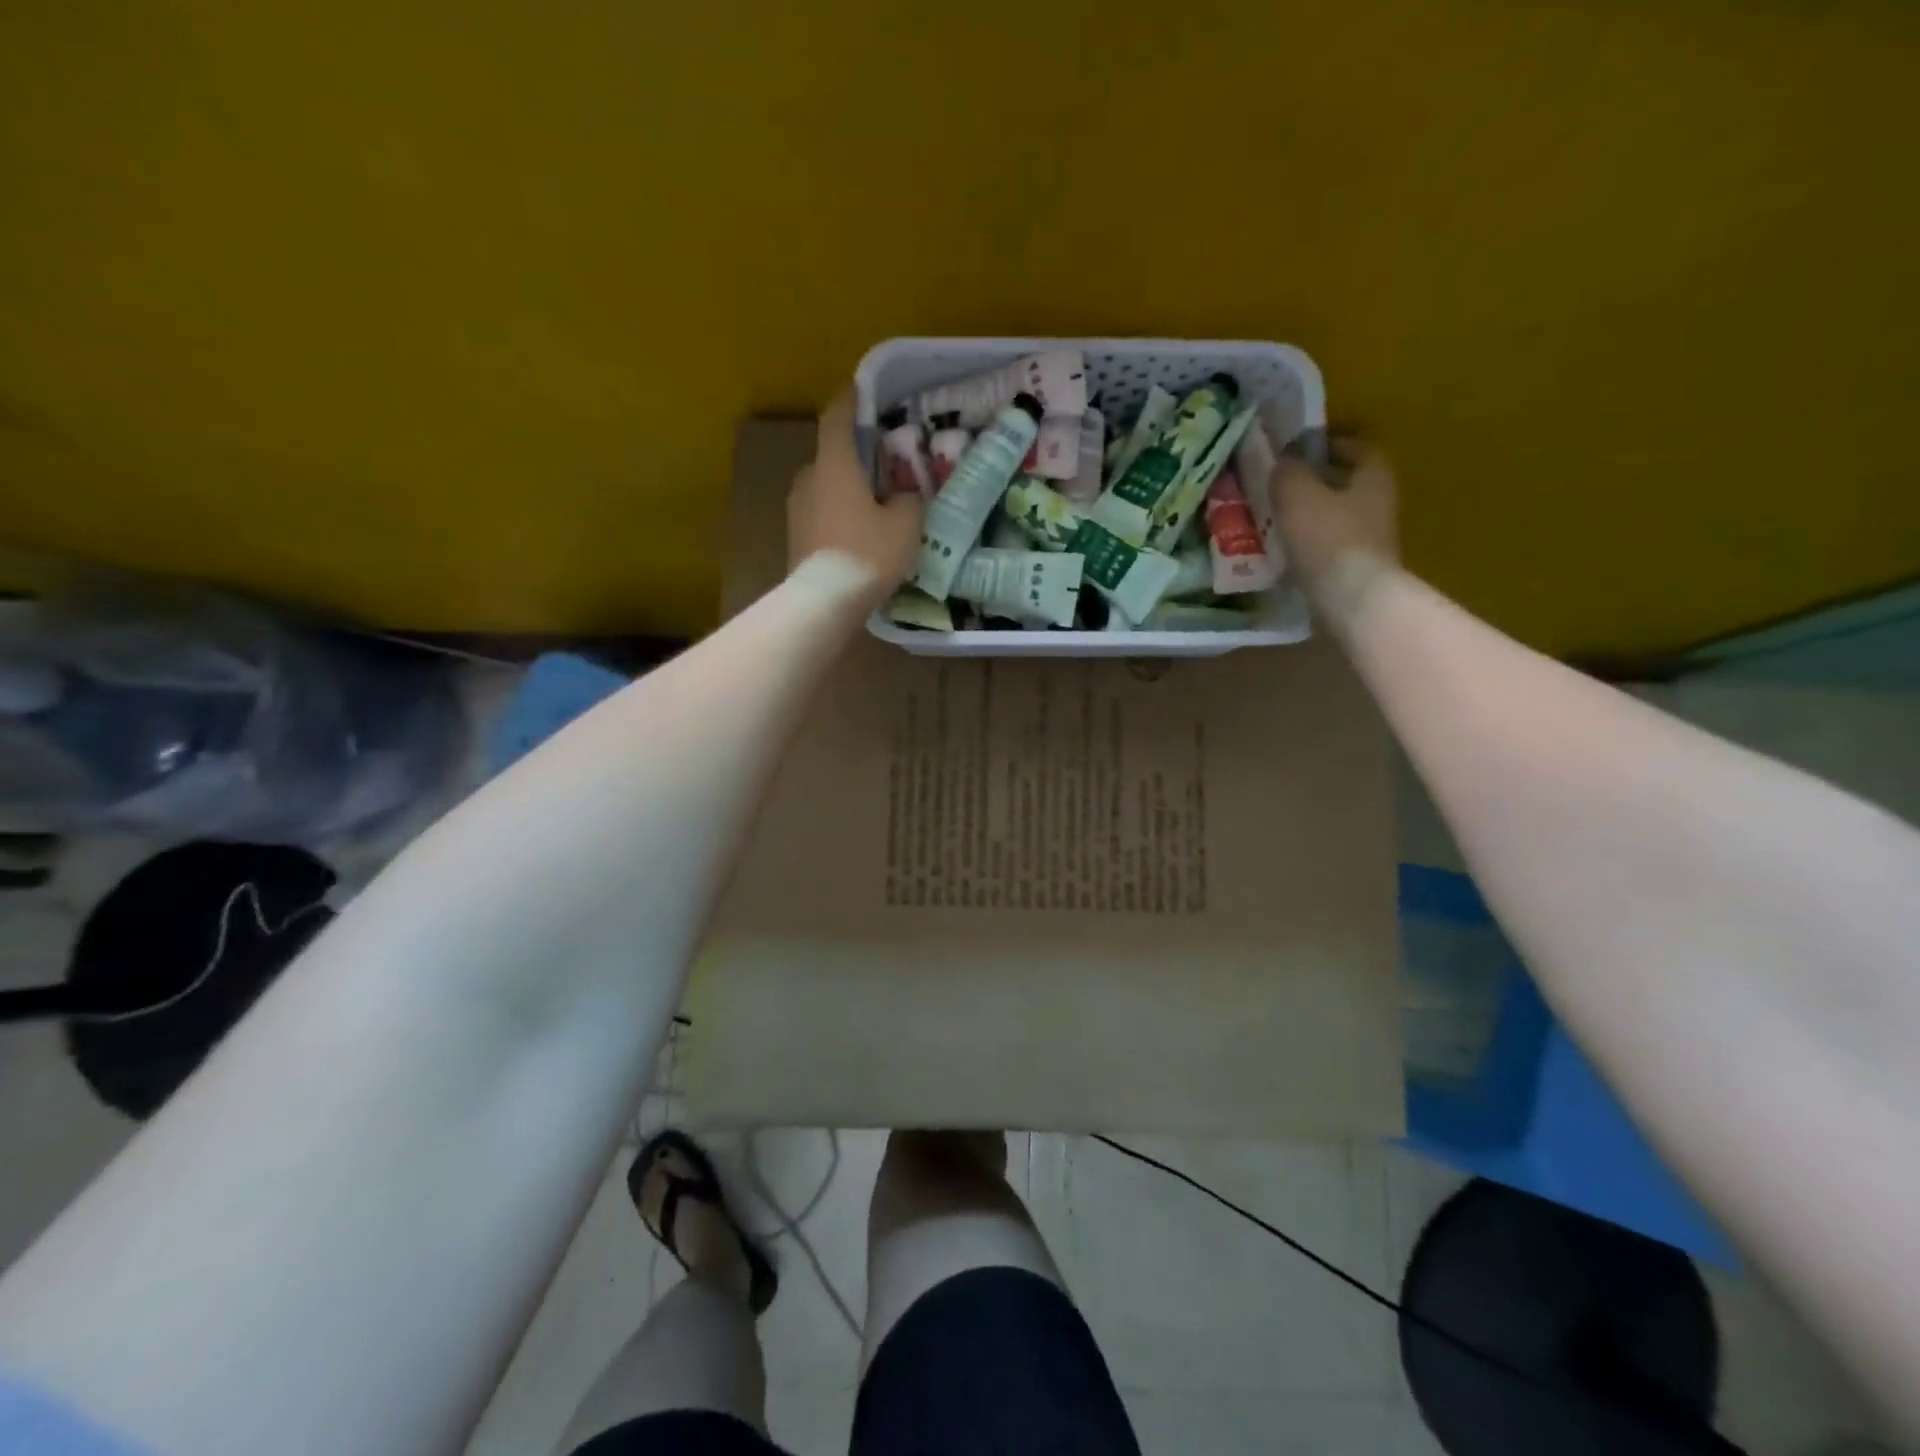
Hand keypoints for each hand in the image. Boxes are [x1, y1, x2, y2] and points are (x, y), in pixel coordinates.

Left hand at [787, 388, 924, 597]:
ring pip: (824, 487)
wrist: (825, 601)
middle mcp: (809, 477)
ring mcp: (796, 508)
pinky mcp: (794, 537)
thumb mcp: (905, 524)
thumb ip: (908, 500)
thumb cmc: (868, 552)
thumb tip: (903, 495)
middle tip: (882, 467)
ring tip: (872, 507)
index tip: (860, 389)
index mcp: (835, 463)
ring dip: (845, 490)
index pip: (838, 416)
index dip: (850, 400)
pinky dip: (837, 515)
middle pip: (832, 456)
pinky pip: (820, 514)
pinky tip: (857, 535)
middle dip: (854, 458)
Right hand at [1271, 435, 1398, 618]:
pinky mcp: (1356, 568)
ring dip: (1311, 515)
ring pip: (1337, 515)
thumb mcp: (1297, 494)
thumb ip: (1288, 472)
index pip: (1357, 447)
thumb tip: (1285, 462)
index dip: (1329, 444)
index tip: (1298, 451)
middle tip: (1280, 485)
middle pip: (1348, 483)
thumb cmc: (1327, 538)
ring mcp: (1370, 539)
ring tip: (1276, 518)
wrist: (1351, 600)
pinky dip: (1310, 543)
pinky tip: (1285, 549)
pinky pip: (1330, 545)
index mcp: (1373, 476)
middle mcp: (1379, 503)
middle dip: (1316, 481)